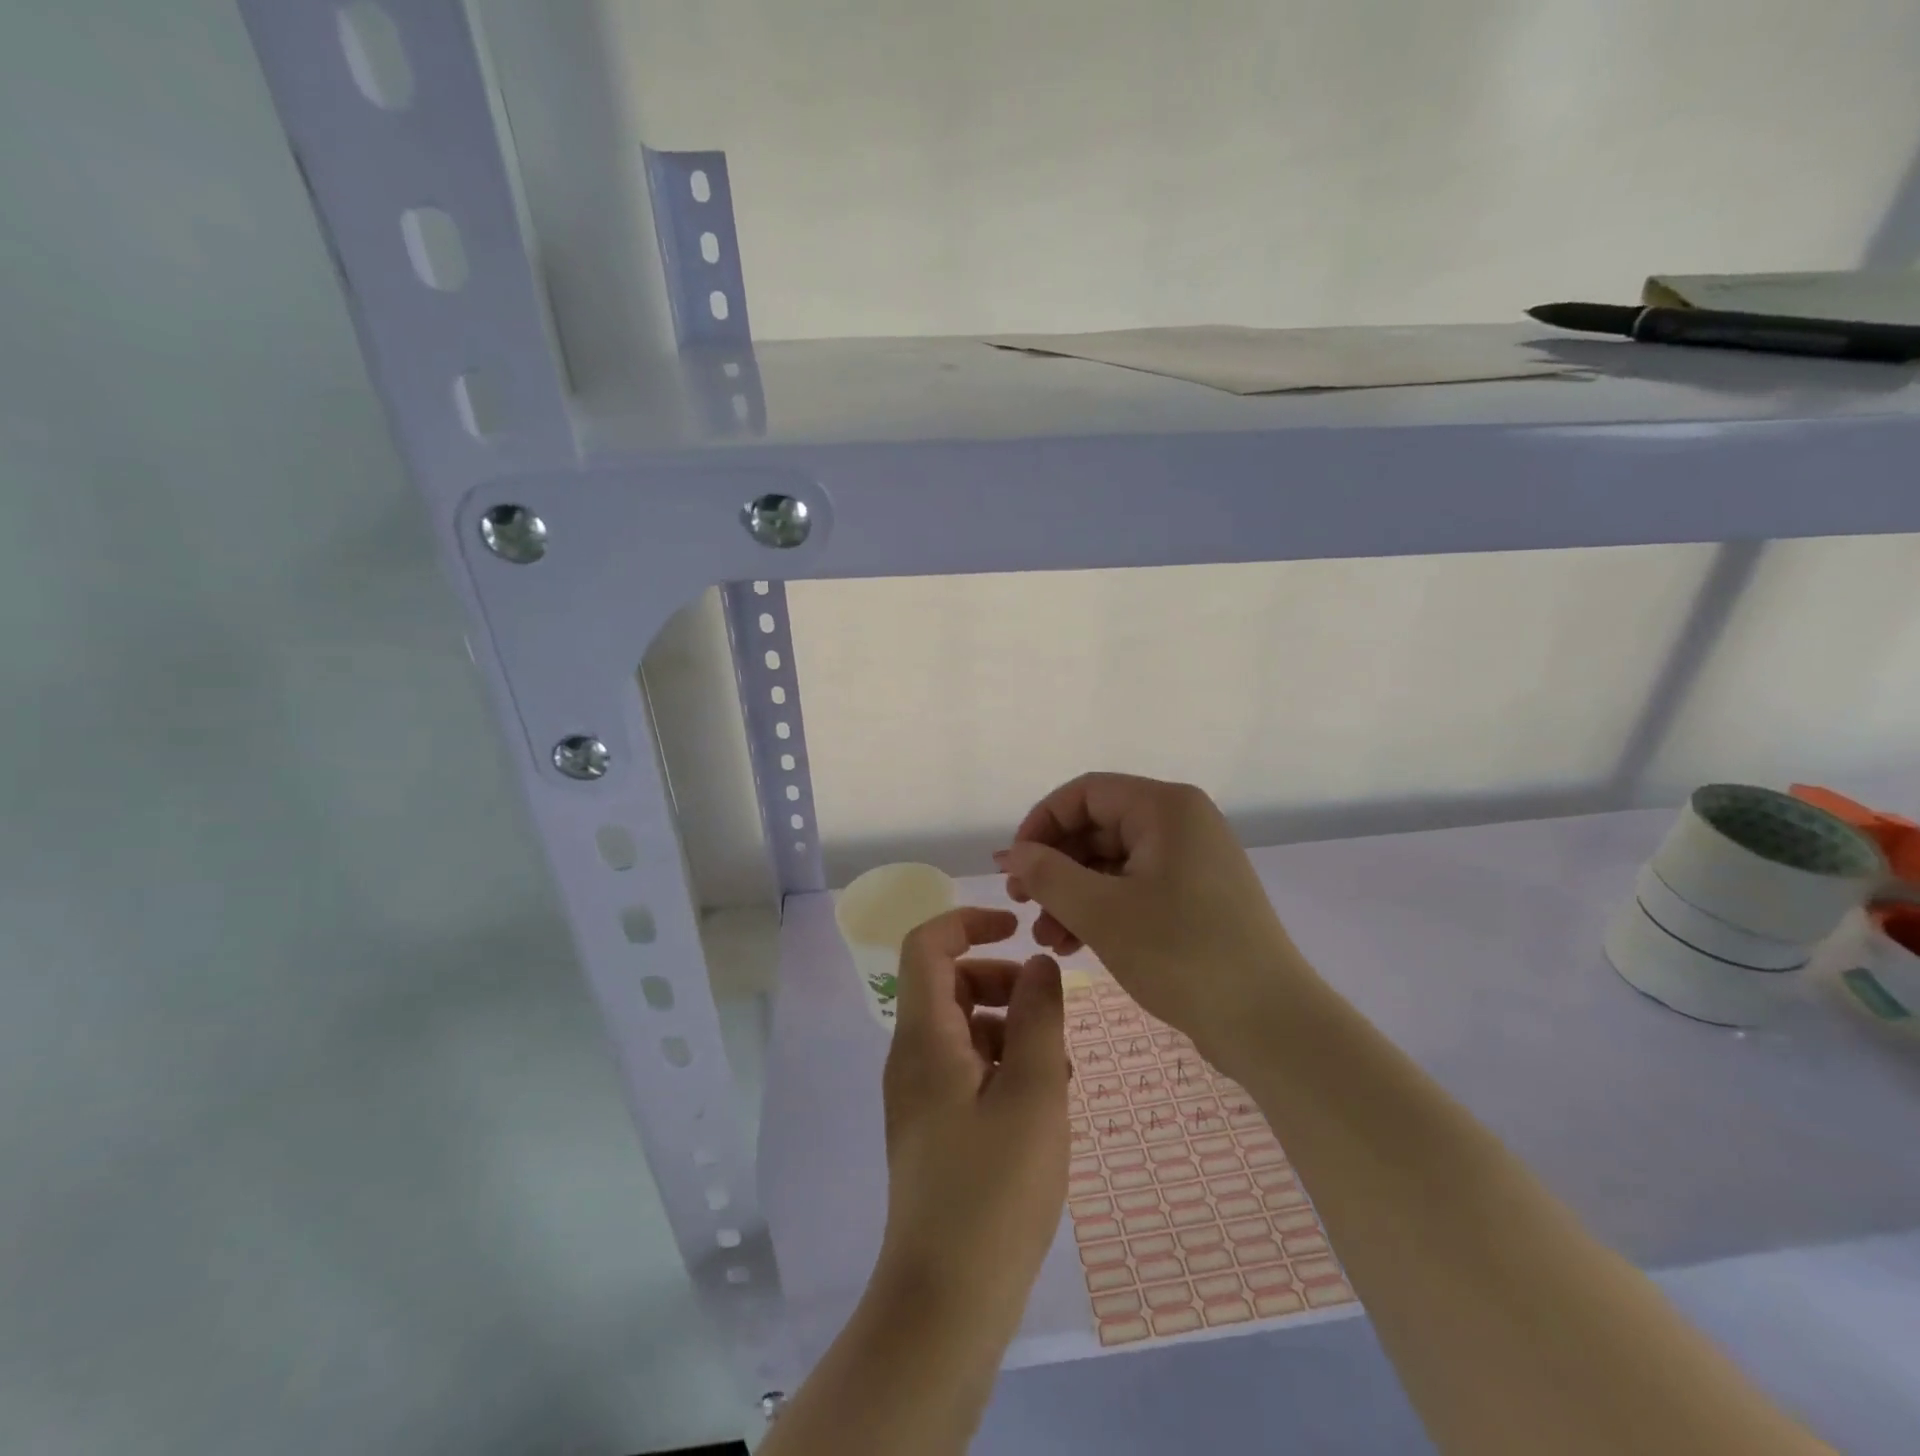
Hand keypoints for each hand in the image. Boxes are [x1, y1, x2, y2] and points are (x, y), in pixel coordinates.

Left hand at [876, 906, 1069, 1335]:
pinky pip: (966, 1070)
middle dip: (1002, 982)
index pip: (927, 945)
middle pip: (950, 985)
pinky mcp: (934, 1128)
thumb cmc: (995, 1189)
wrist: (947, 1300)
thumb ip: (1039, 1017)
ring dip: (1010, 1028)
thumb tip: (1039, 965)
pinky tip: (1043, 1101)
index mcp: (925, 1037)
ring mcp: (920, 1095)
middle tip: (1051, 1009)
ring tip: (1059, 1066)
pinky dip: (1003, 1065)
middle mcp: (912, 1056)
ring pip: (964, 1029)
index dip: (969, 921)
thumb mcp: (1033, 1092)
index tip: (1016, 926)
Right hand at [997, 773, 1310, 1071]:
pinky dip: (1100, 910)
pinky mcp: (1195, 898)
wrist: (1269, 1024)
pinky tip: (1073, 944)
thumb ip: (1047, 875)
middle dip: (1054, 866)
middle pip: (1097, 827)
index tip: (1013, 866)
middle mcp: (1181, 824)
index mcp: (1166, 808)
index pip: (1085, 794)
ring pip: (1112, 863)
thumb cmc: (1182, 955)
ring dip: (1072, 894)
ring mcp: (1191, 862)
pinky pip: (1134, 888)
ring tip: (1045, 937)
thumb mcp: (1101, 913)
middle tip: (1020, 904)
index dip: (1041, 823)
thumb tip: (1011, 854)